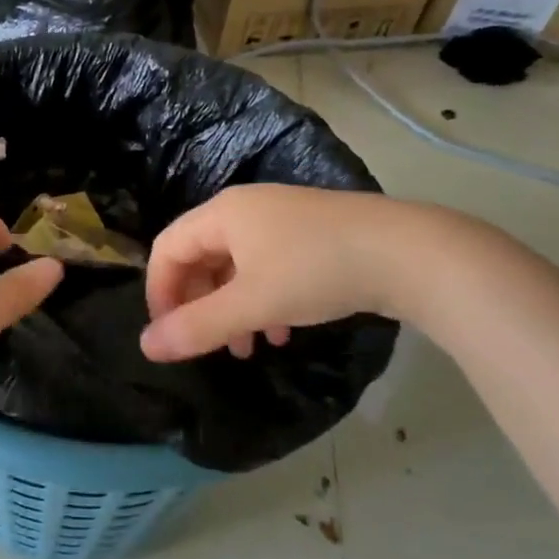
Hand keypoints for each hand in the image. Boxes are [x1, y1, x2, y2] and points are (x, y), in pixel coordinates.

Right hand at [139, 186, 405, 362]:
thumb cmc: (317, 270)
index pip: (167, 249)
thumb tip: (146, 347)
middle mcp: (246, 209)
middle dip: (198, 305)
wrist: (412, 253)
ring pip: (236, 267)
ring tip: (246, 349)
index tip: (167, 334)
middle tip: (206, 344)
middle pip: (200, 257)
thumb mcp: (251, 303)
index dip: (158, 292)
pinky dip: (262, 301)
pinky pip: (268, 268)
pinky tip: (281, 332)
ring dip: (231, 309)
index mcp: (222, 214)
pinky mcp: (312, 236)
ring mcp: (281, 220)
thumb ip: (197, 327)